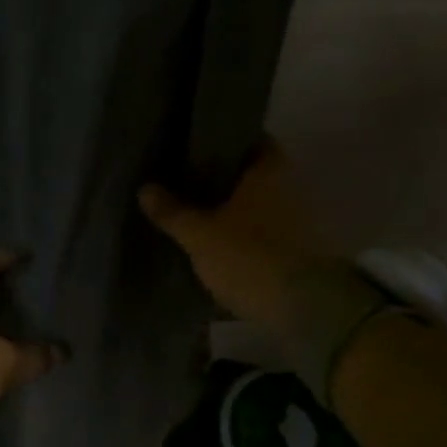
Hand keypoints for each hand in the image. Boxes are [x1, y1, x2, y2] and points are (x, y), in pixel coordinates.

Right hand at [139, 141, 330, 337]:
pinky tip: (217, 241)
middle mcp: (289, 187)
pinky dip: (243, 232)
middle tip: (186, 180)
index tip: (196, 145)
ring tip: (196, 212)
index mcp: (268, 170)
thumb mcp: (199, 234)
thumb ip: (172, 211)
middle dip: (224, 177)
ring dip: (233, 207)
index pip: (252, 139)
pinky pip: (263, 230)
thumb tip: (145, 188)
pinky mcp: (297, 250)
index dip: (225, 139)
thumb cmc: (248, 256)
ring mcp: (297, 219)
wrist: (301, 308)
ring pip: (258, 203)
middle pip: (253, 173)